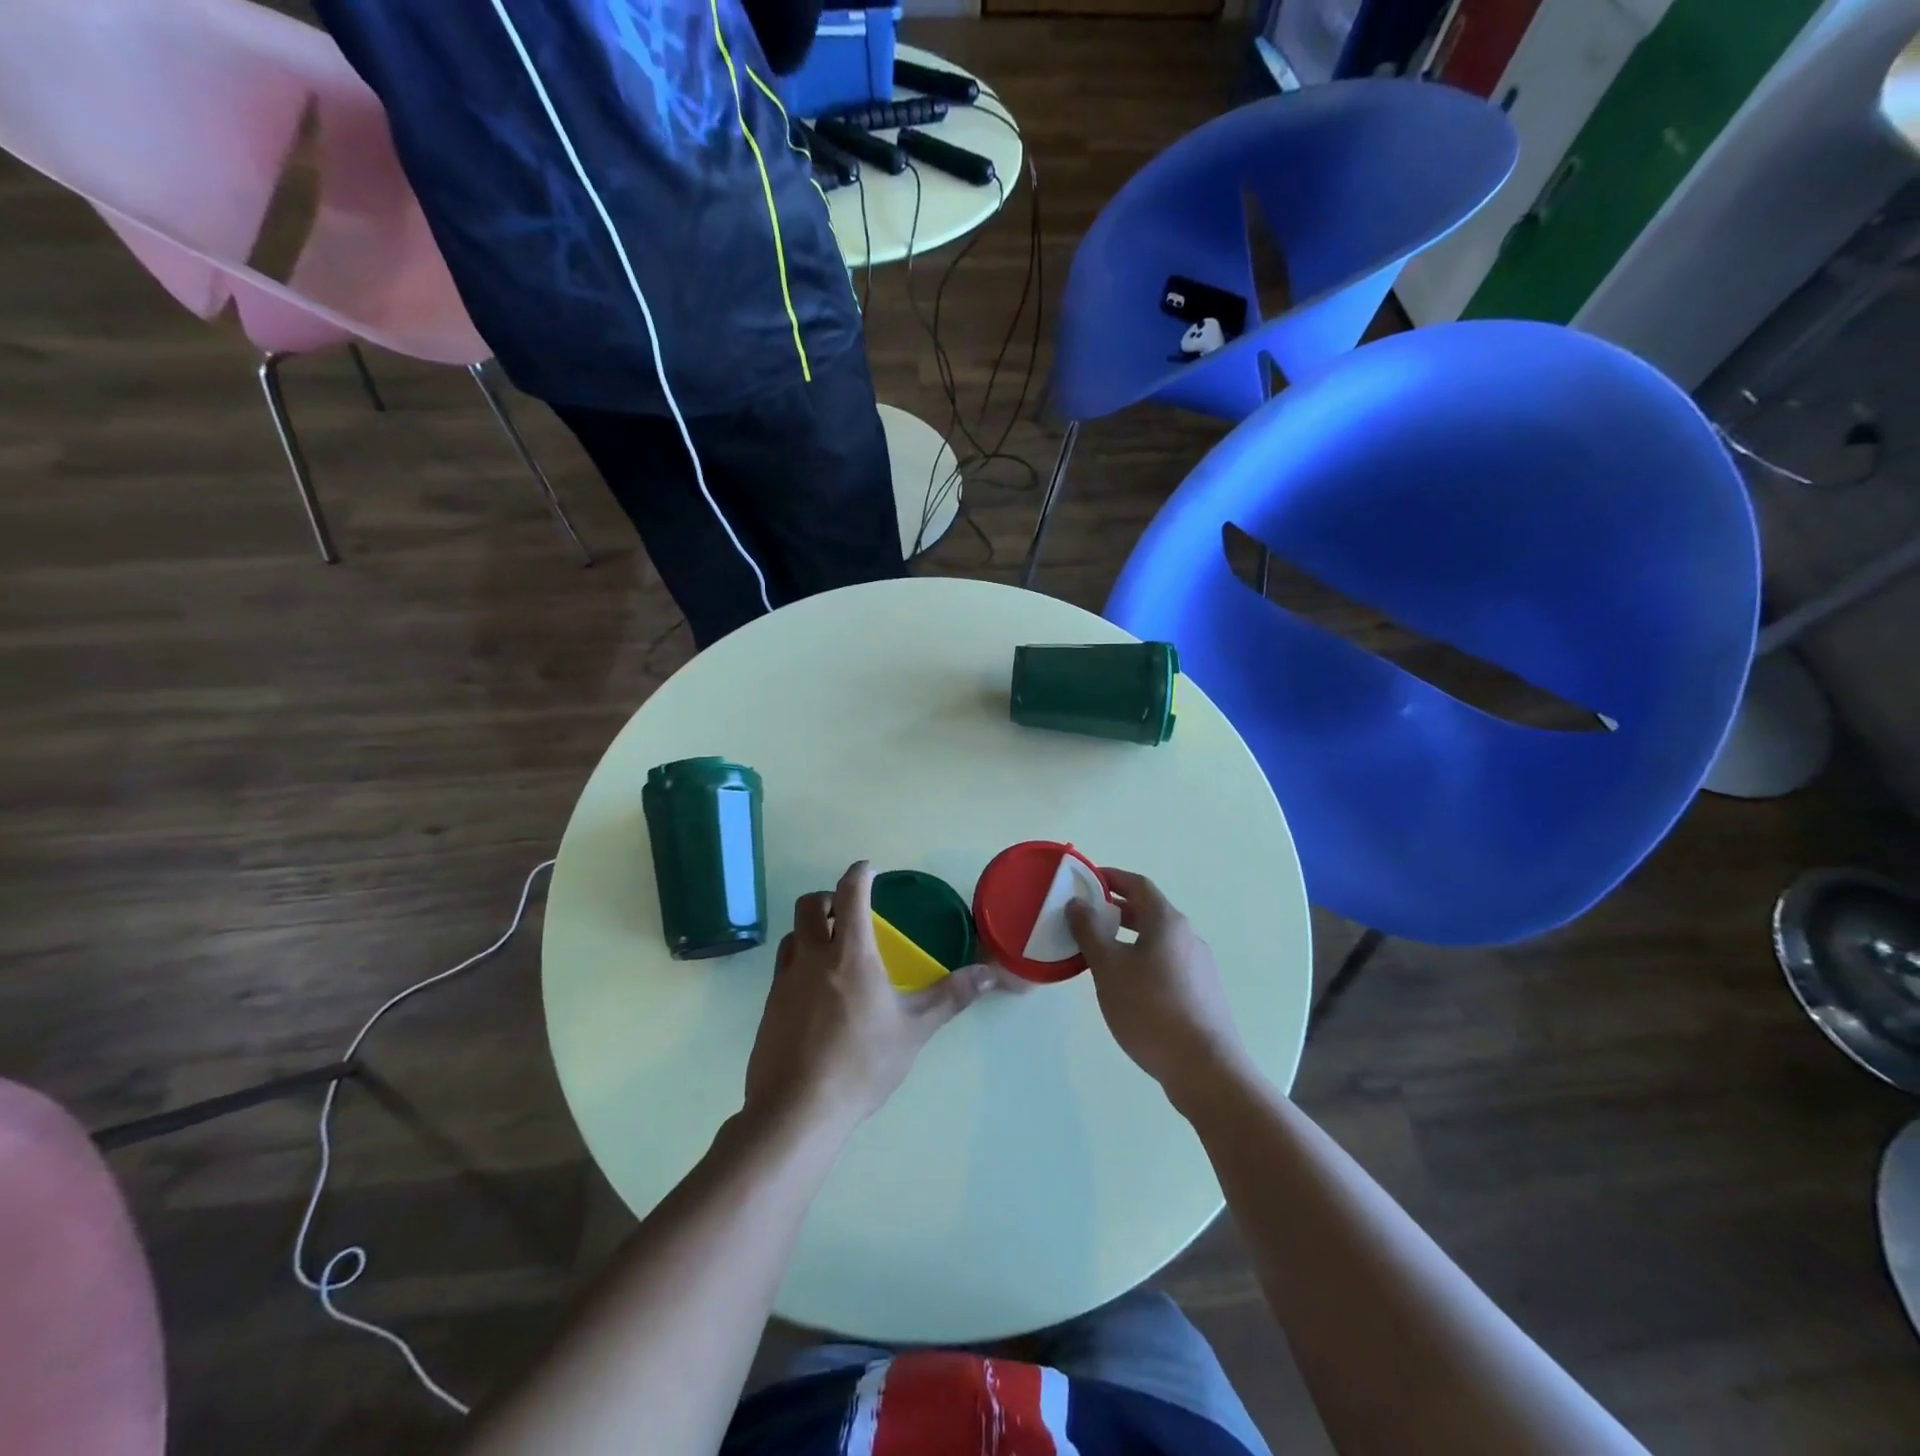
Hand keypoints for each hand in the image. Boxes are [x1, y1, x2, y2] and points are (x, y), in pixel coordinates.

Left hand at [744, 861, 989, 1137]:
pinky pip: (783, 969)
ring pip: (792, 936)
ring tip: (832, 950)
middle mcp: (812, 958)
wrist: (797, 1111)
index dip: (859, 874)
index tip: (868, 868)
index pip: (850, 895)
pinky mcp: (769, 1008)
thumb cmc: (862, 1063)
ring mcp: (784, 982)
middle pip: (808, 905)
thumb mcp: (914, 1030)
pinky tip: (816, 994)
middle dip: (828, 898)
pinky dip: (800, 963)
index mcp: (850, 954)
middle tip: (846, 912)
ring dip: (810, 930)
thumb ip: (950, 996)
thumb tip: (989, 972)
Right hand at [1066, 867, 1250, 1109]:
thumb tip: (1077, 903)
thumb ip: (1089, 932)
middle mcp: (1188, 937)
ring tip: (1100, 954)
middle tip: (1086, 917)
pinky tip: (1127, 987)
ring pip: (1158, 940)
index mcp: (1167, 922)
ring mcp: (1200, 966)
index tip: (1085, 881)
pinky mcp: (1202, 993)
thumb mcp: (1109, 968)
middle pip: (1150, 911)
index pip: (1138, 885)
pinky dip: (1143, 960)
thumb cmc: (1151, 1010)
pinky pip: (1167, 963)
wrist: (1205, 1069)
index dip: (1111, 878)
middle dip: (1117, 909)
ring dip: (1129, 938)